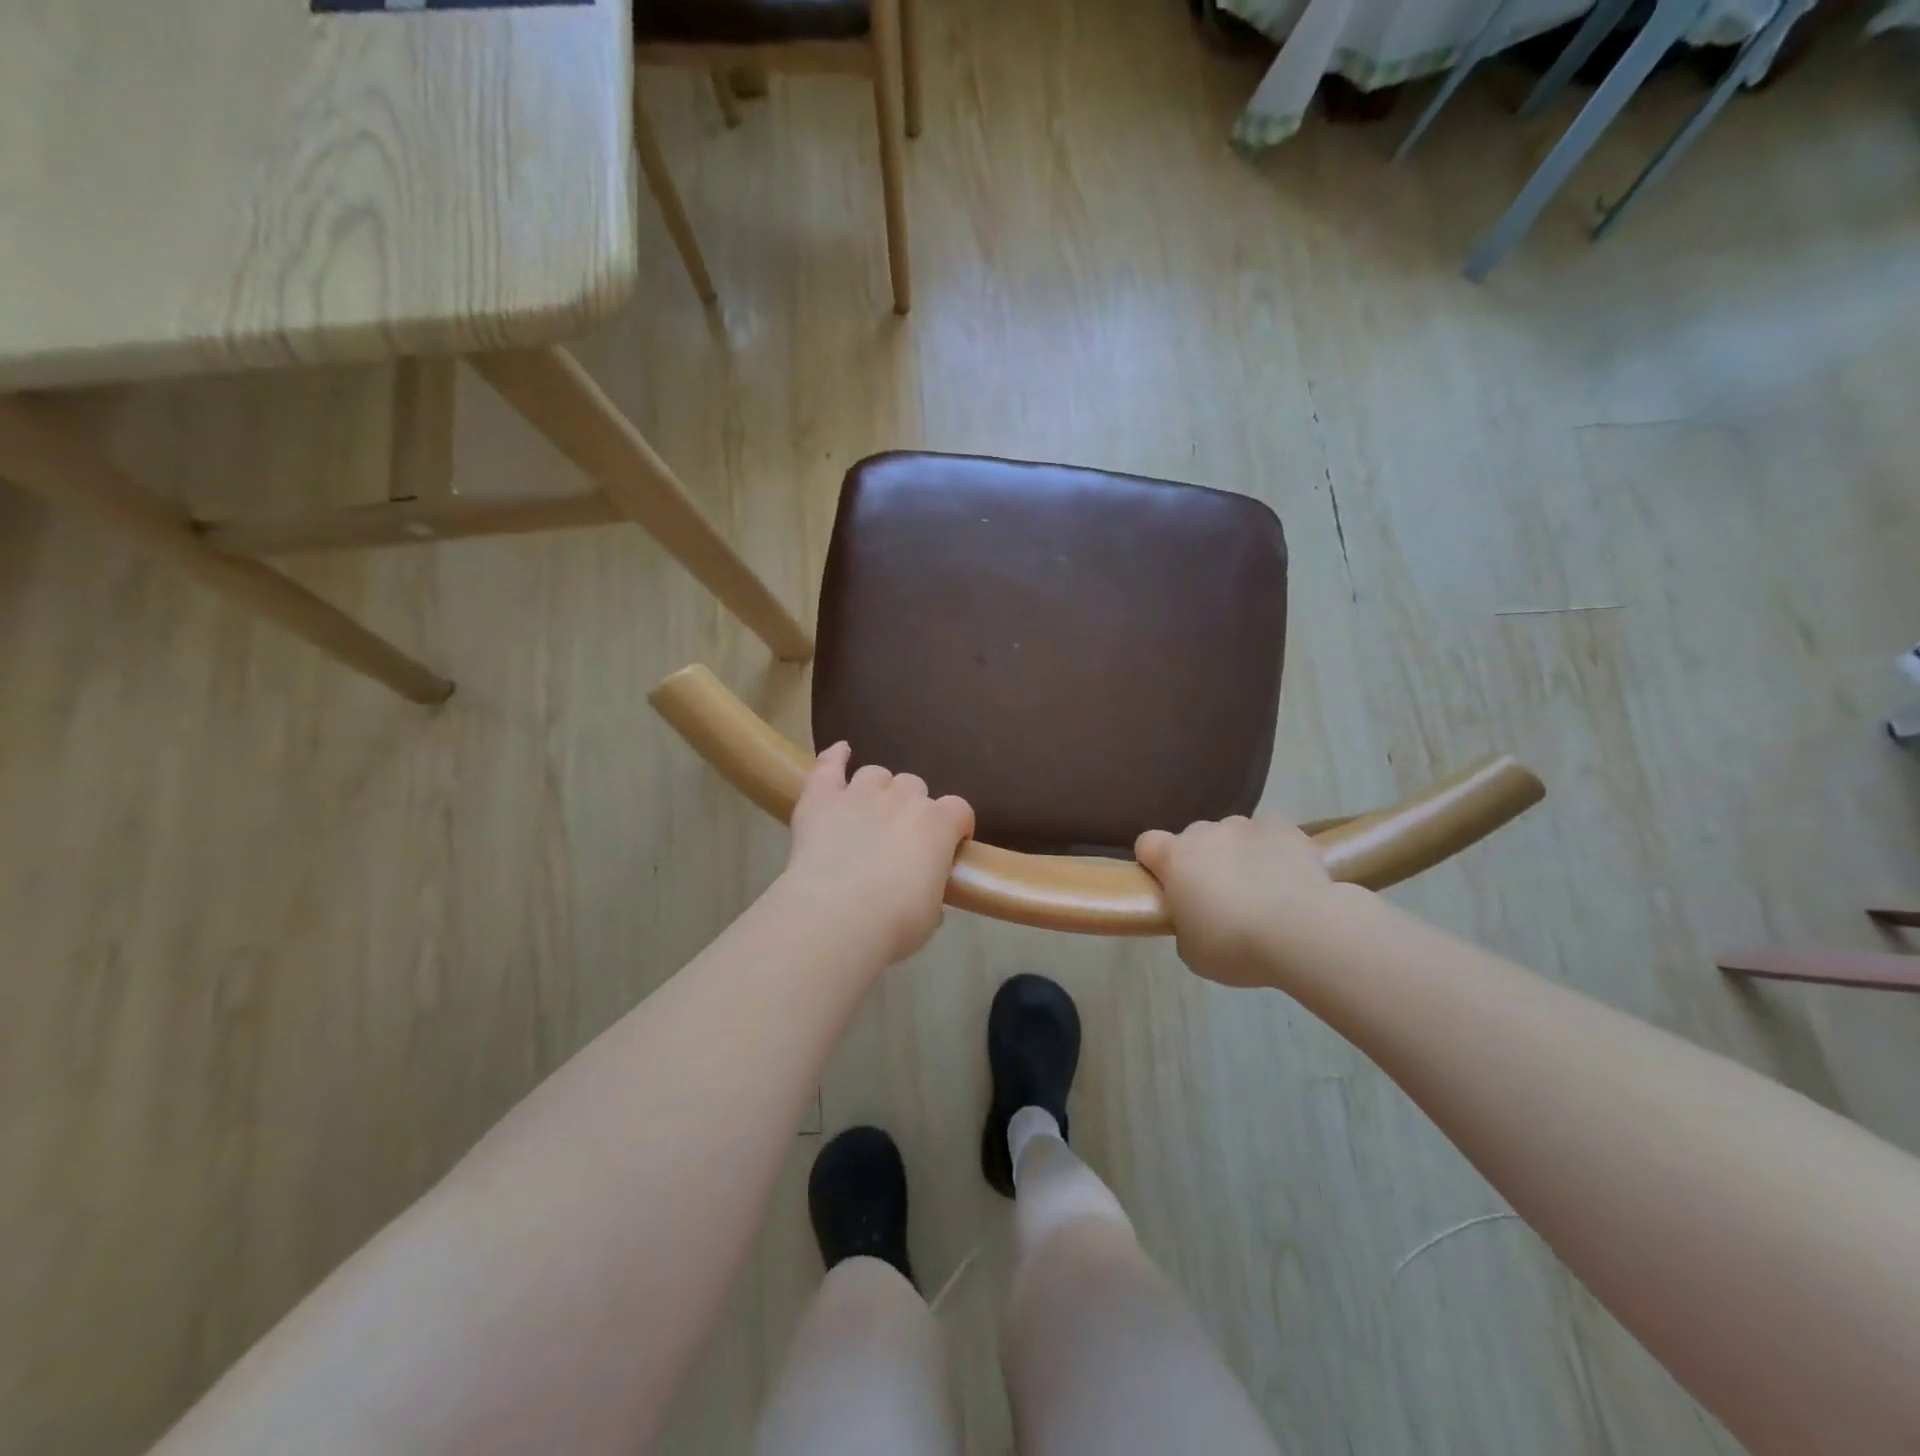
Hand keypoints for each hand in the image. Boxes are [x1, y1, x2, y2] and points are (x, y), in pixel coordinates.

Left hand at [782, 743, 974, 965]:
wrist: (837, 916)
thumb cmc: (895, 923)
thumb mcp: (930, 915)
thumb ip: (932, 891)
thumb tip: (924, 891)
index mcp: (938, 825)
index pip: (959, 810)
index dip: (956, 825)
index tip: (950, 845)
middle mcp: (903, 798)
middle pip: (914, 786)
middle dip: (910, 807)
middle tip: (899, 838)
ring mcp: (860, 793)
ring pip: (875, 774)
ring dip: (876, 789)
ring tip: (868, 811)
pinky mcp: (822, 798)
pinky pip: (830, 765)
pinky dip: (835, 757)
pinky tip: (840, 752)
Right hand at [1135, 817, 1344, 987]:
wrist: (1302, 931)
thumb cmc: (1235, 945)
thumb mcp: (1192, 951)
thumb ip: (1184, 925)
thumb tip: (1196, 917)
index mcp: (1174, 858)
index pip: (1147, 844)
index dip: (1154, 862)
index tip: (1168, 886)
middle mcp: (1206, 832)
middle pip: (1194, 839)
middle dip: (1202, 861)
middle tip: (1219, 898)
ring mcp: (1247, 826)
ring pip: (1234, 836)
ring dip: (1239, 855)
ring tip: (1262, 892)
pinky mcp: (1286, 829)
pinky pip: (1271, 836)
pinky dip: (1274, 853)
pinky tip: (1289, 881)